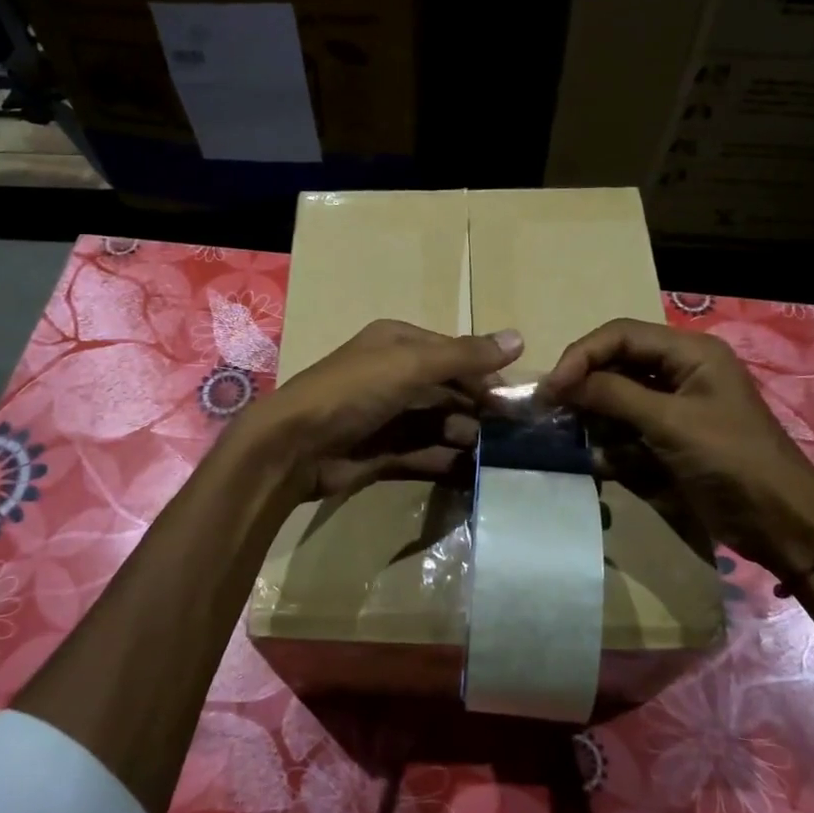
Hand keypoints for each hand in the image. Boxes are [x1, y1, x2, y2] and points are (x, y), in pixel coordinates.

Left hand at [239, 320, 523, 502]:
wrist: (293, 447)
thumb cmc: (353, 392)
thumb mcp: (410, 364)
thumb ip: (464, 355)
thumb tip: (520, 338)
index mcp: (398, 344)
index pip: (454, 353)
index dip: (486, 373)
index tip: (517, 399)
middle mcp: (394, 376)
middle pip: (449, 390)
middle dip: (478, 409)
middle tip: (513, 434)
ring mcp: (388, 416)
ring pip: (439, 424)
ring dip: (466, 437)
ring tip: (493, 455)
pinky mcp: (383, 453)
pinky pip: (424, 454)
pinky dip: (447, 462)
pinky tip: (472, 474)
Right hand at [541, 318, 813, 578]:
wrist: (780, 522)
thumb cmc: (731, 460)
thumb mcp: (670, 422)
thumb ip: (614, 395)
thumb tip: (561, 382)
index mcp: (690, 352)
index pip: (620, 335)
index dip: (581, 355)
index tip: (552, 387)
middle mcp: (680, 370)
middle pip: (616, 362)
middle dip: (583, 384)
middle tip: (550, 409)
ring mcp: (674, 405)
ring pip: (616, 396)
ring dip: (593, 415)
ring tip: (569, 435)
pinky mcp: (669, 437)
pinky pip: (626, 427)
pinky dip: (609, 441)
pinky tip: (599, 459)